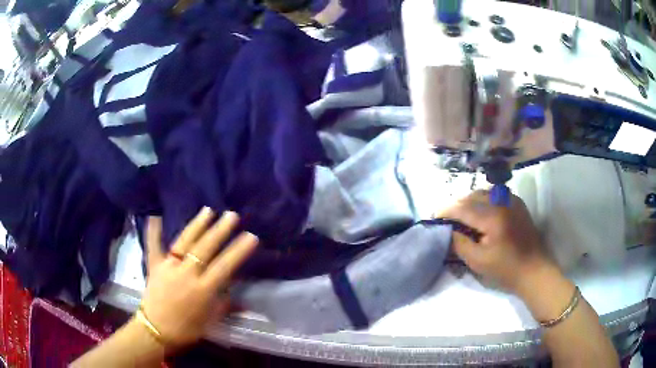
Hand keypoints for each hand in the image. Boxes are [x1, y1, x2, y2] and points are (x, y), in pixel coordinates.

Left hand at [141, 208, 258, 348]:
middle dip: (220, 231)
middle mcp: (186, 274)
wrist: (155, 331)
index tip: (251, 236)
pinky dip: (154, 231)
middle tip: (231, 215)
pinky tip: (155, 215)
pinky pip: (153, 245)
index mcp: (202, 290)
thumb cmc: (186, 329)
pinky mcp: (154, 266)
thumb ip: (224, 306)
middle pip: (205, 249)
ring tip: (208, 210)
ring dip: (197, 225)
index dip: (238, 251)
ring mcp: (168, 267)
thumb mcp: (209, 322)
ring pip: (184, 242)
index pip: (224, 266)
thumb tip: (242, 298)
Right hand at [439, 190, 552, 293]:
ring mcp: (512, 200)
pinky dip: (485, 199)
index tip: (434, 216)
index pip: (463, 208)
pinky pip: (496, 194)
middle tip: (447, 218)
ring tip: (463, 215)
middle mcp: (502, 202)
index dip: (446, 211)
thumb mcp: (478, 261)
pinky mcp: (518, 203)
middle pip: (473, 196)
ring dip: (470, 200)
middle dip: (457, 205)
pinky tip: (482, 212)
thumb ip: (459, 244)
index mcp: (492, 217)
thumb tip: (447, 231)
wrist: (534, 269)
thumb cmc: (505, 269)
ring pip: (485, 192)